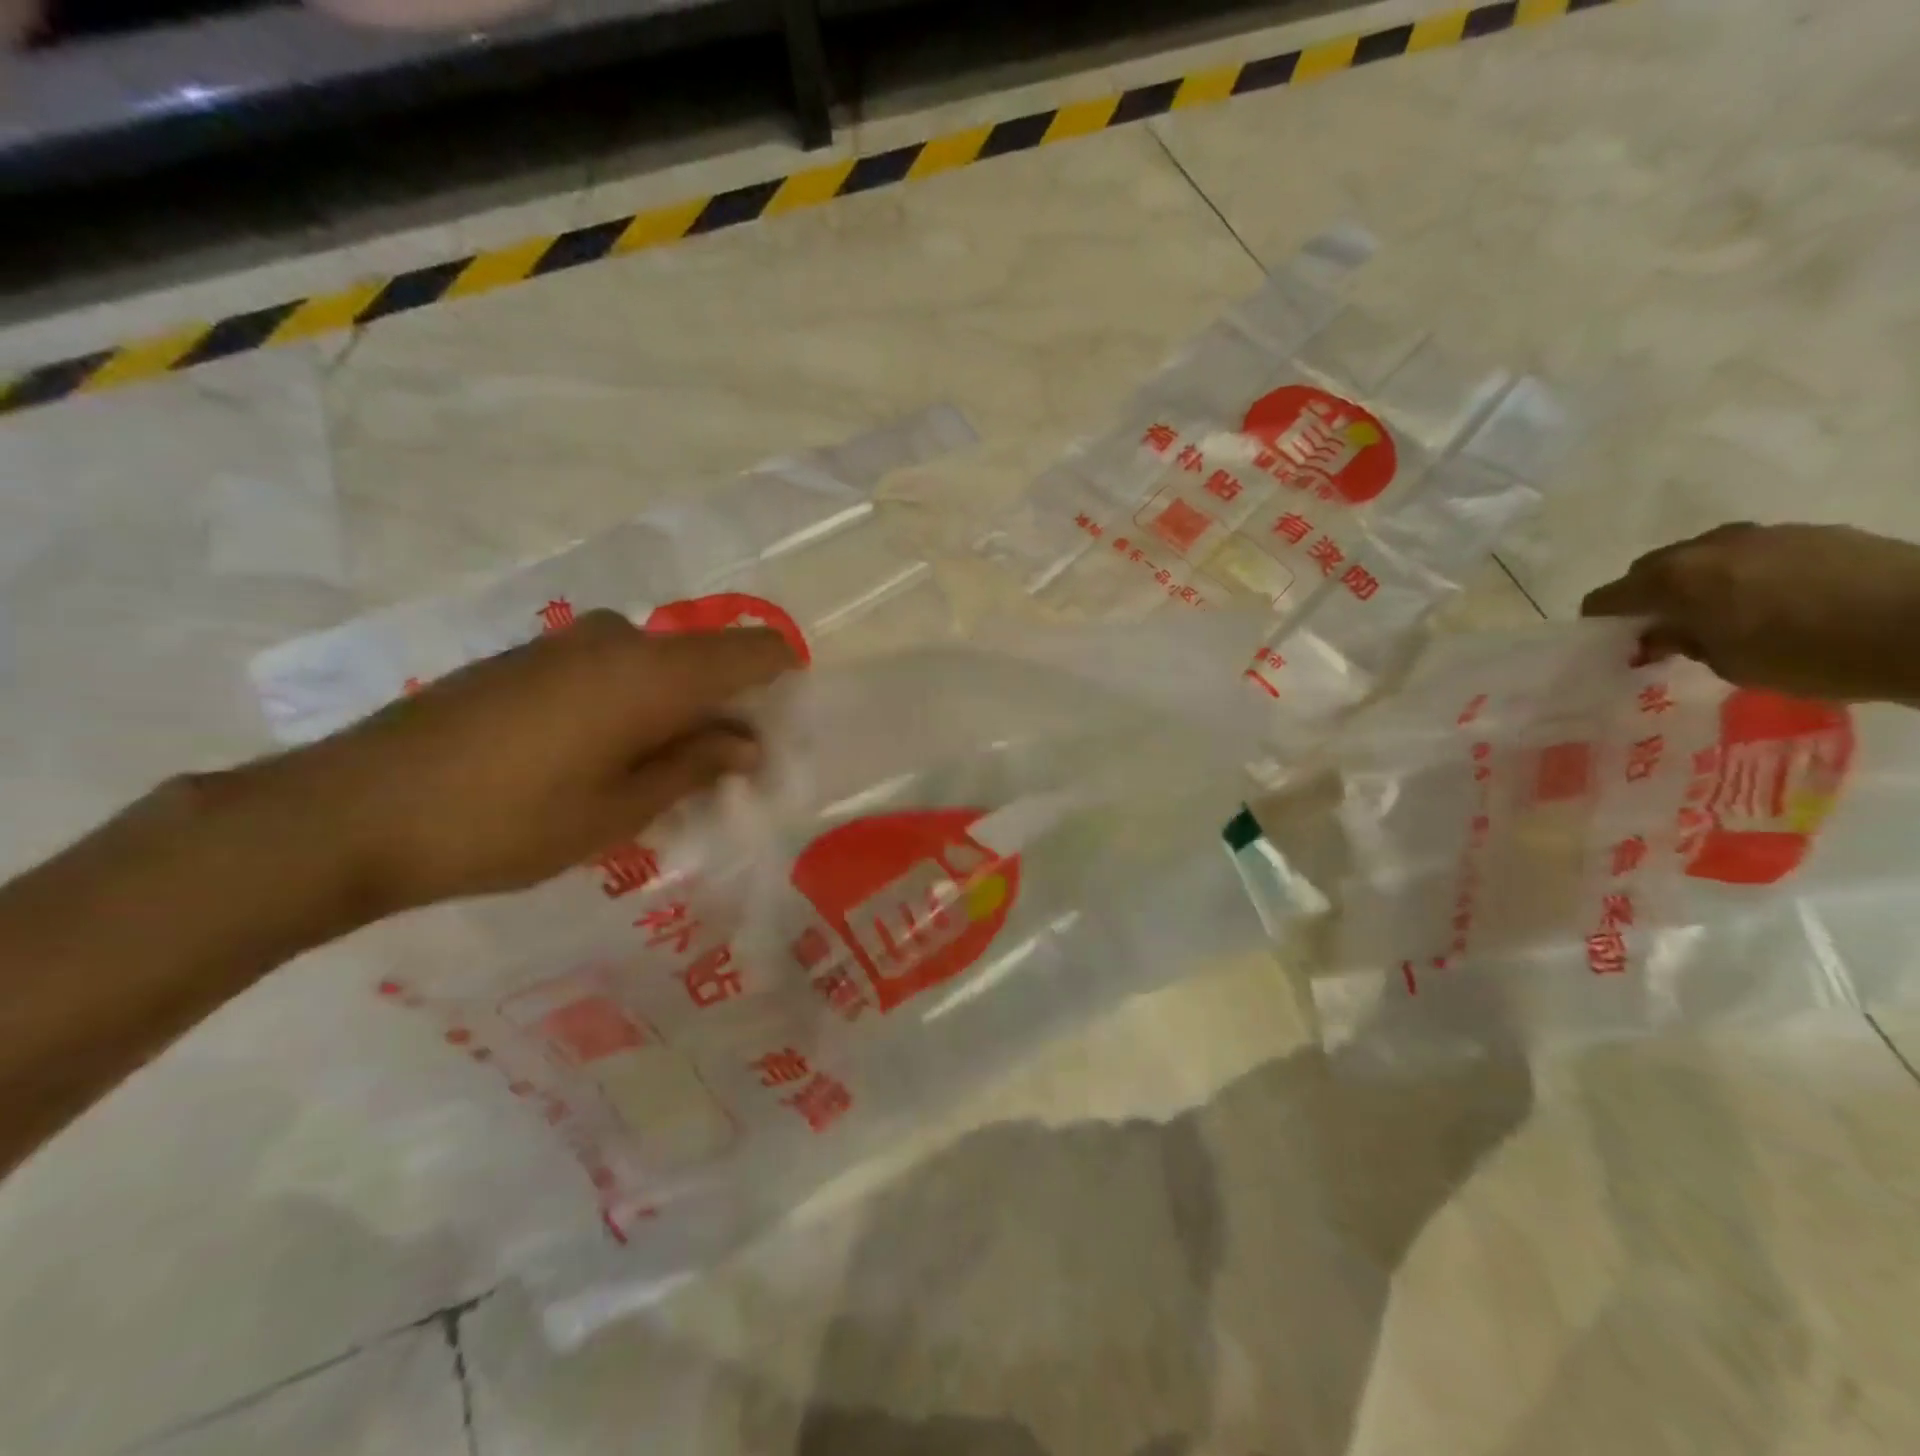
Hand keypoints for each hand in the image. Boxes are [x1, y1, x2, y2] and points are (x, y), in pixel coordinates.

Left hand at [283, 610, 796, 914]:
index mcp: (654, 672)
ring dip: (680, 711)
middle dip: (730, 709)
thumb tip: (746, 742)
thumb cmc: (508, 821)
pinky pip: (614, 669)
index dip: (783, 680)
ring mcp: (570, 642)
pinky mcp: (530, 655)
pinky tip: (608, 759)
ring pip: (660, 666)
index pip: (754, 650)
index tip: (783, 732)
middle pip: (707, 659)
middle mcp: (620, 639)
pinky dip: (636, 705)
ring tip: (663, 778)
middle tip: (725, 775)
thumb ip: (693, 765)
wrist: (354, 811)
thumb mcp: (619, 810)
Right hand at [1581, 522, 1919, 703]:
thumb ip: (1685, 642)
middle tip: (1665, 634)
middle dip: (1648, 599)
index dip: (1602, 623)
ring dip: (1699, 584)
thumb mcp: (1730, 664)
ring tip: (1724, 618)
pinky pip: (1754, 554)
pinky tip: (1776, 604)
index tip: (1613, 646)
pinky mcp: (1813, 532)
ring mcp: (1765, 534)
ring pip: (1705, 558)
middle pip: (1652, 569)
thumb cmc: (1813, 654)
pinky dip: (1746, 576)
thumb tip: (1664, 634)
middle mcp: (1709, 546)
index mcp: (1676, 578)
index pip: (1607, 597)